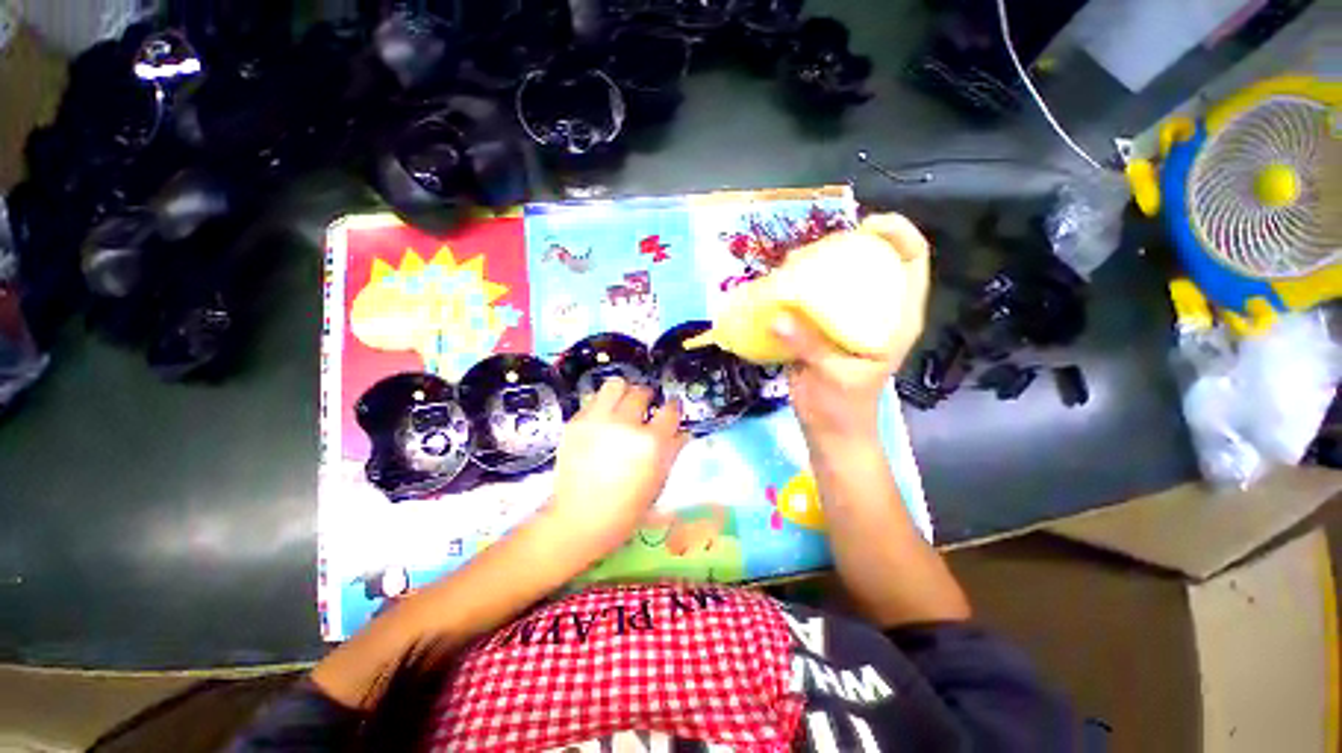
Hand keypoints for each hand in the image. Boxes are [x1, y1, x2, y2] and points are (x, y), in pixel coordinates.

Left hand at [547, 378, 687, 552]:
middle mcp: (626, 425)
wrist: (580, 518)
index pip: (670, 410)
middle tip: (644, 409)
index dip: (672, 408)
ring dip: (624, 392)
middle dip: (647, 398)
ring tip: (623, 406)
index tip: (671, 410)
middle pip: (642, 392)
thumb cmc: (627, 508)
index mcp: (651, 443)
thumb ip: (673, 450)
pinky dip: (603, 406)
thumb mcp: (658, 481)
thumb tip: (683, 432)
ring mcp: (598, 421)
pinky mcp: (576, 422)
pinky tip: (603, 422)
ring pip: (616, 384)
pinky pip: (594, 400)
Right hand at [774, 213, 930, 443]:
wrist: (828, 429)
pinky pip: (812, 299)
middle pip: (871, 261)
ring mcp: (847, 318)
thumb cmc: (843, 407)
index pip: (912, 260)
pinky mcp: (822, 327)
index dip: (897, 234)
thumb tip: (778, 318)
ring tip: (790, 267)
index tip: (865, 226)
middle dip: (844, 247)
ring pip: (838, 279)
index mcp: (895, 318)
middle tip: (812, 252)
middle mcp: (875, 311)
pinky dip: (797, 289)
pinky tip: (779, 287)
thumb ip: (808, 346)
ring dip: (815, 267)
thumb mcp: (832, 376)